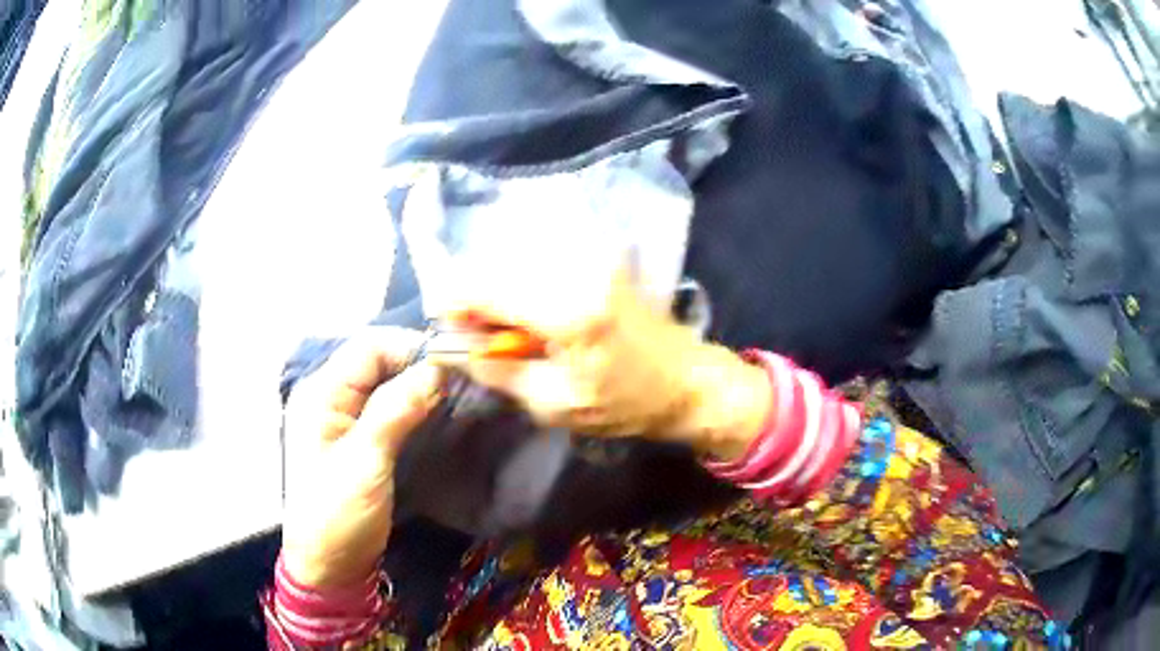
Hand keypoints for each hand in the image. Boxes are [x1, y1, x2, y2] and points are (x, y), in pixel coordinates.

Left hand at [281, 329, 440, 589]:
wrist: (329, 564)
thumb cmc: (338, 514)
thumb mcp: (365, 462)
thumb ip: (395, 411)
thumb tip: (435, 370)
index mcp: (320, 393)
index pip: (368, 348)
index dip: (410, 348)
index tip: (453, 363)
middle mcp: (328, 396)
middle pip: (375, 360)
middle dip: (415, 364)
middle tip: (459, 379)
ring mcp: (340, 417)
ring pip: (382, 382)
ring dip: (415, 384)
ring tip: (453, 393)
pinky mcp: (355, 437)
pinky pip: (384, 406)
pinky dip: (409, 403)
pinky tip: (432, 411)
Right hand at [438, 269, 770, 459]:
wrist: (688, 380)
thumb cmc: (626, 403)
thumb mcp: (555, 404)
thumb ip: (499, 371)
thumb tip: (455, 348)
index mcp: (567, 310)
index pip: (483, 285)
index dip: (454, 303)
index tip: (450, 329)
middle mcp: (577, 268)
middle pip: (496, 267)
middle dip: (478, 301)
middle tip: (486, 341)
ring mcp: (593, 256)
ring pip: (517, 262)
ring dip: (503, 294)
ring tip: (516, 335)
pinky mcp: (601, 256)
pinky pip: (542, 263)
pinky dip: (527, 288)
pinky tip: (539, 319)